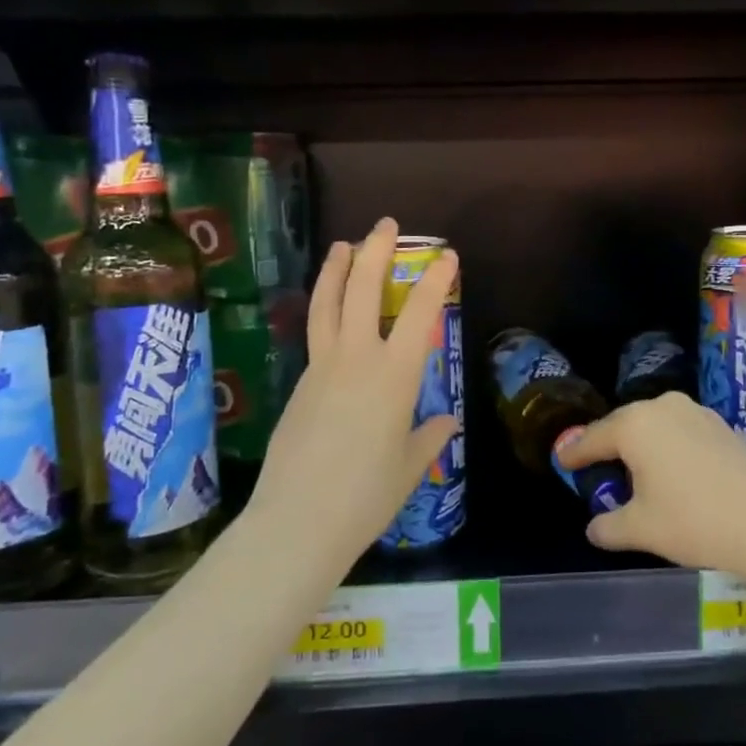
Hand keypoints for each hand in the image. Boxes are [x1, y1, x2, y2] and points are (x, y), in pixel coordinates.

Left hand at [249, 218, 459, 563]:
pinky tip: (330, 311)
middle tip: (385, 225)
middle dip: (376, 252)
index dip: (435, 280)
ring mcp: (322, 368)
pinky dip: (324, 308)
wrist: (298, 521)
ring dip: (337, 269)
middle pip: (363, 290)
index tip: (447, 255)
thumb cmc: (366, 496)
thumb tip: (446, 423)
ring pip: (327, 304)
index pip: (420, 314)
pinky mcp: (299, 384)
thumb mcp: (408, 467)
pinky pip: (315, 333)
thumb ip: (429, 438)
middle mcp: (356, 359)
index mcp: (394, 375)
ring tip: (343, 244)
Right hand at [556, 393, 745, 579]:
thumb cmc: (695, 521)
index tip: (560, 461)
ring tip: (636, 475)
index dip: (574, 453)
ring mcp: (697, 413)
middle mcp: (663, 407)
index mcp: (635, 425)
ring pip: (655, 427)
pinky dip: (670, 450)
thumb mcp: (641, 529)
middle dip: (609, 447)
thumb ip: (608, 526)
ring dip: (642, 448)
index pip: (593, 437)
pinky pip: (682, 433)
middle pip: (624, 426)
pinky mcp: (723, 426)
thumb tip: (595, 528)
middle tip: (595, 469)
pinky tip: (674, 475)